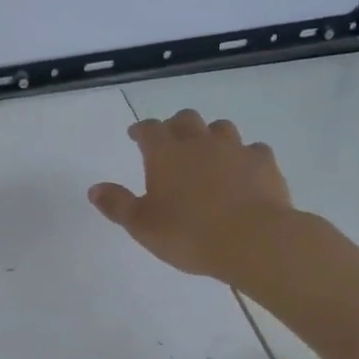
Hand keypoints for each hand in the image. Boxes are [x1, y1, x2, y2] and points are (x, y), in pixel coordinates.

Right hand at [88, 109, 292, 284]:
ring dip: (211, 135)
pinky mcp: (264, 163)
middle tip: (171, 140)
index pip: (149, 130)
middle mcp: (199, 142)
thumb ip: (117, 205)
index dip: (141, 130)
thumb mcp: (142, 226)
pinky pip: (253, 150)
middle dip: (176, 126)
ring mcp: (235, 149)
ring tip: (208, 152)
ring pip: (221, 128)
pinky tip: (244, 171)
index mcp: (166, 154)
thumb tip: (94, 189)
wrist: (252, 239)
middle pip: (186, 119)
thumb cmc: (188, 234)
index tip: (136, 135)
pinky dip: (245, 156)